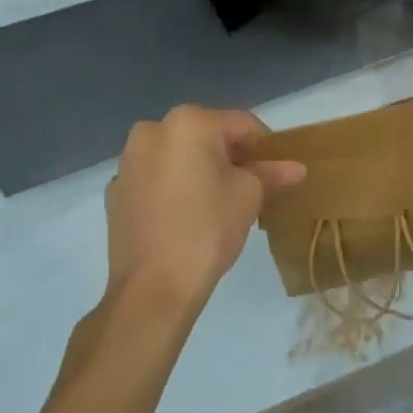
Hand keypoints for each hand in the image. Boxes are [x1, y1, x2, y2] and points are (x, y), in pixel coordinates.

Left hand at [105, 106, 304, 313]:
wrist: (151, 292)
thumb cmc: (206, 231)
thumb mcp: (249, 197)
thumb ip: (271, 174)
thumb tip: (296, 168)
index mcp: (189, 121)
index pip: (241, 124)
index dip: (265, 147)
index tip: (276, 173)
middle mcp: (153, 129)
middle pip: (207, 136)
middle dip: (230, 158)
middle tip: (251, 189)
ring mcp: (129, 160)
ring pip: (178, 156)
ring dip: (200, 170)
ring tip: (218, 204)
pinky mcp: (116, 191)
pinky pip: (156, 178)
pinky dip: (173, 187)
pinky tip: (185, 217)